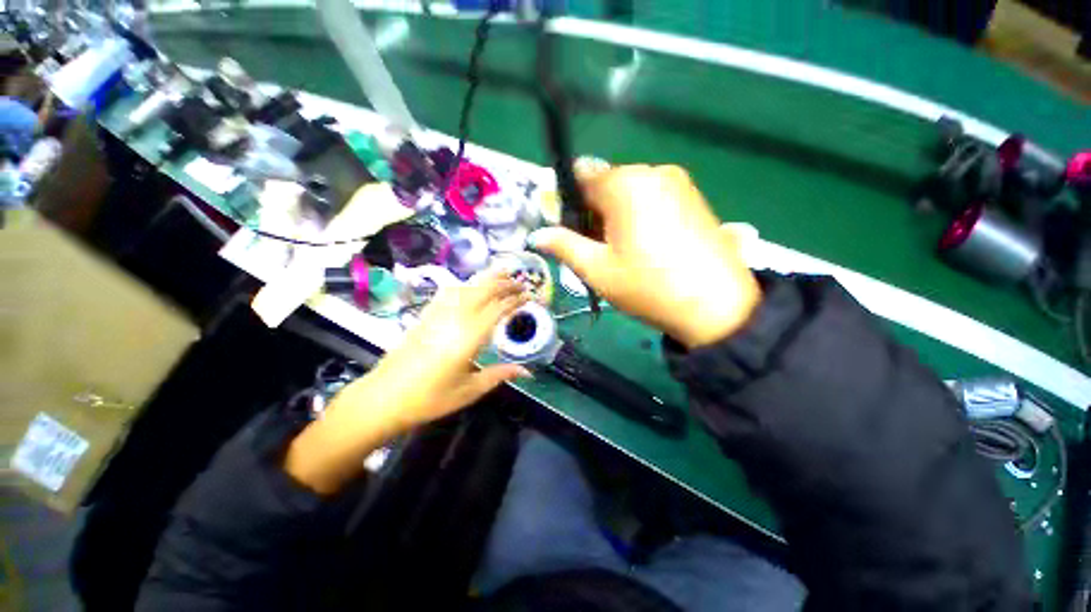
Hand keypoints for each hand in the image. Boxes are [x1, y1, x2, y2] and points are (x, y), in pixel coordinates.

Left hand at [285, 270, 529, 493]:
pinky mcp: (425, 315)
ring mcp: (437, 314)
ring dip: (486, 278)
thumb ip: (500, 375)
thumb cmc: (429, 399)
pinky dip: (465, 284)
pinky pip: (448, 291)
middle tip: (521, 281)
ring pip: (466, 287)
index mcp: (468, 338)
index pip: (498, 309)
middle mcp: (454, 319)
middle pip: (483, 290)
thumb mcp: (469, 391)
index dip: (516, 299)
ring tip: (502, 274)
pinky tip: (470, 286)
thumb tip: (527, 372)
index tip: (530, 296)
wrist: (383, 398)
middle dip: (505, 282)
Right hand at [530, 164, 760, 347]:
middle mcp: (653, 172)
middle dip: (595, 214)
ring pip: (630, 193)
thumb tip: (537, 235)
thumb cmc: (647, 286)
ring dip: (617, 218)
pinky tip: (648, 248)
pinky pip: (654, 198)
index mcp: (625, 184)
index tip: (572, 234)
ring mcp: (679, 182)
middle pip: (607, 185)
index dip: (570, 205)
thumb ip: (564, 246)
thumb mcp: (597, 269)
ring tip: (625, 254)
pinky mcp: (695, 197)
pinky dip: (640, 217)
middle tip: (599, 251)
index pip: (581, 177)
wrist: (716, 306)